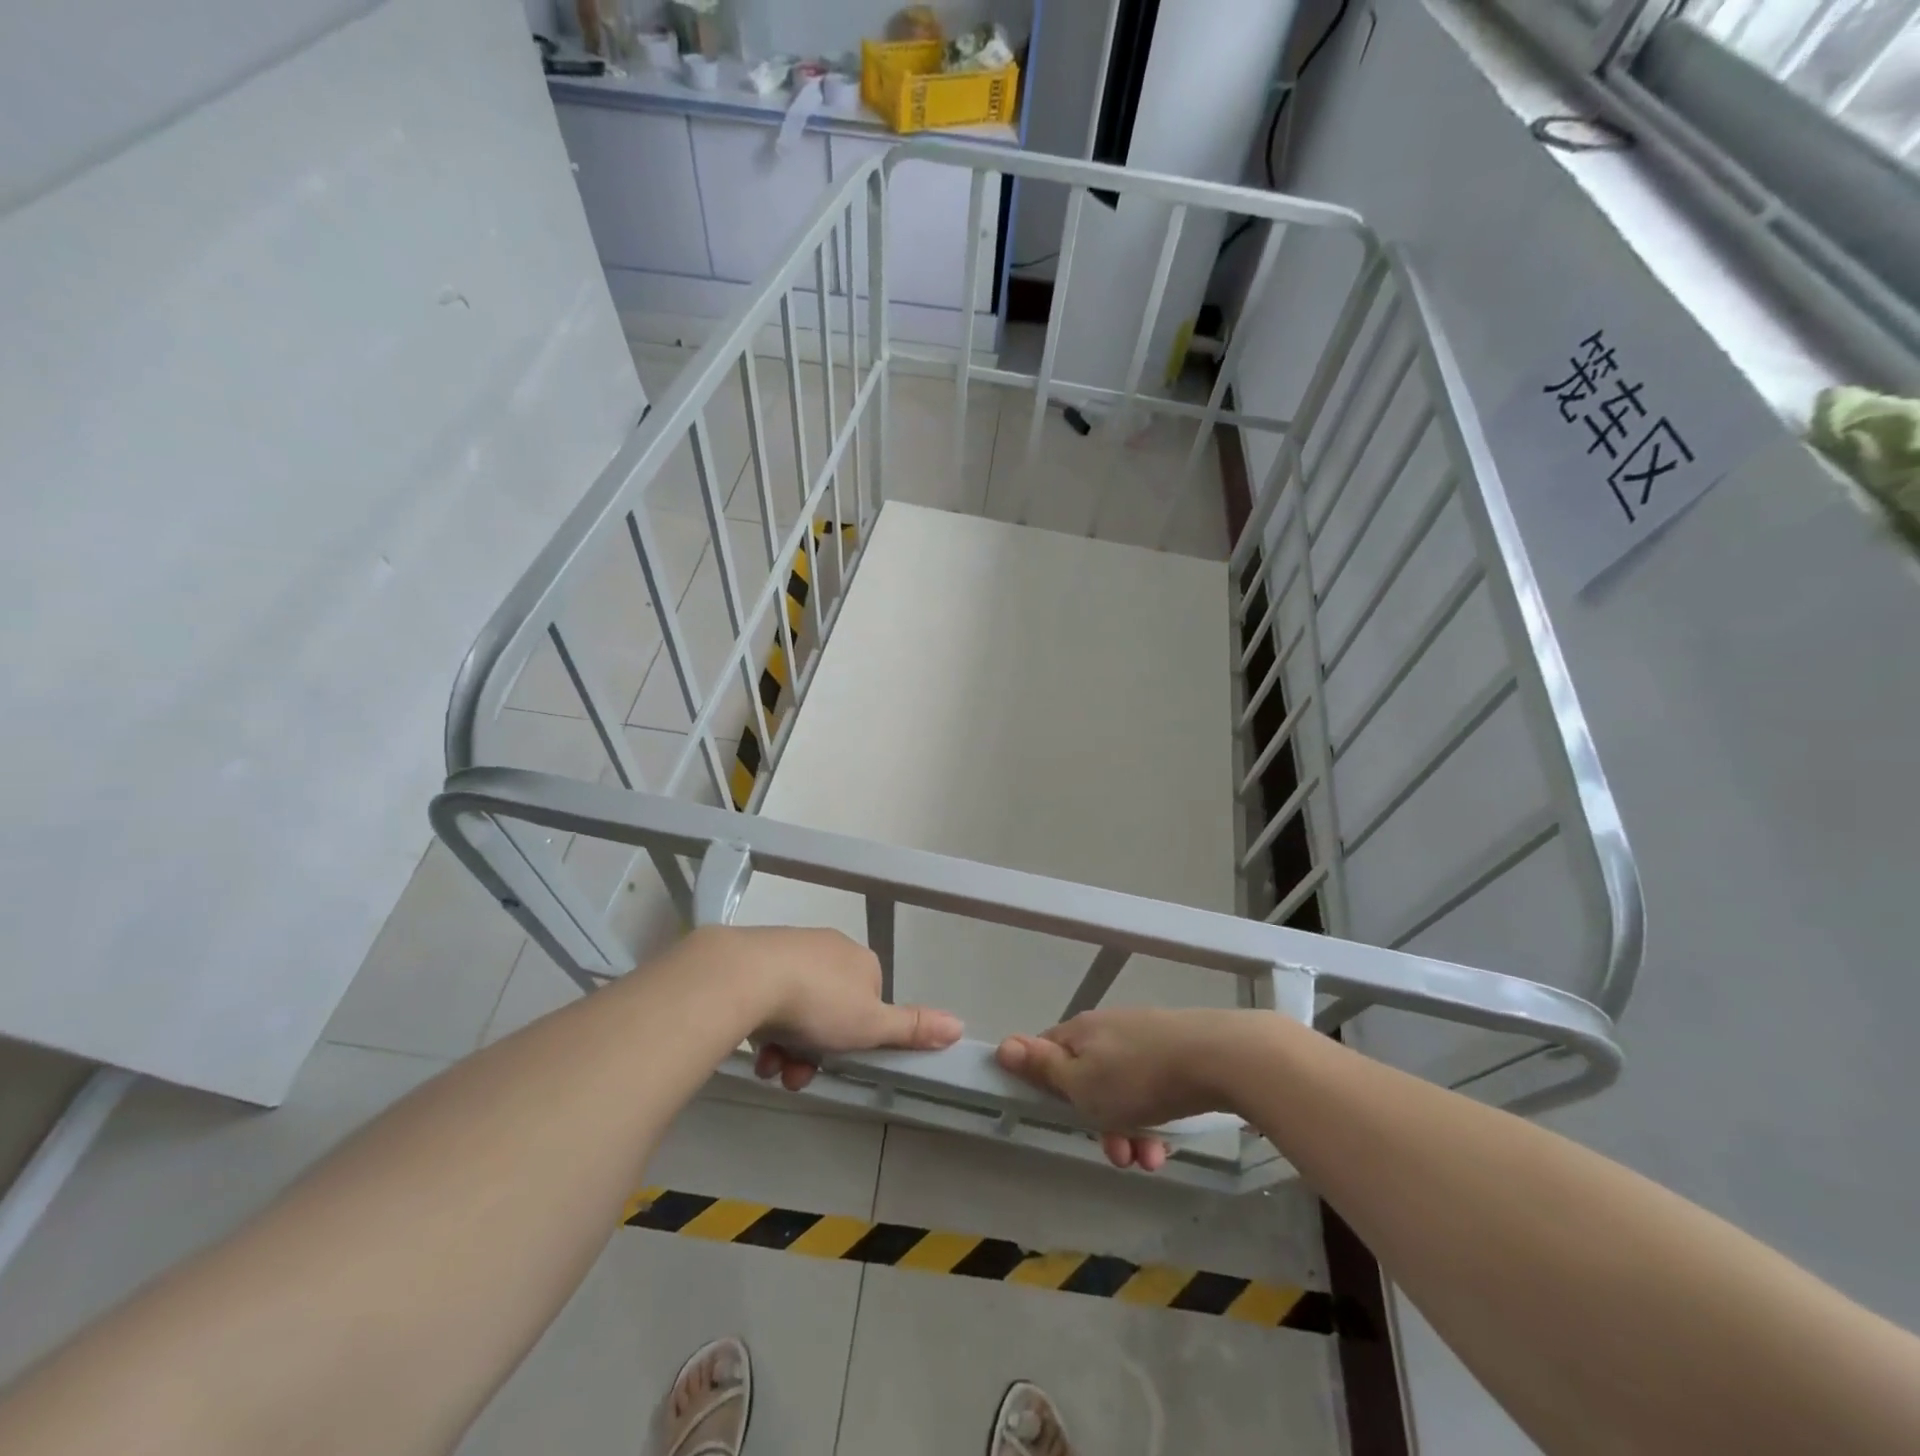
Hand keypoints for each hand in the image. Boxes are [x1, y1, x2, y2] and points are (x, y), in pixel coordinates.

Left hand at [687, 926, 962, 1091]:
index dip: (857, 1037)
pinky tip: (754, 1049)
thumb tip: (960, 1026)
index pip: (869, 1001)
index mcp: (861, 961)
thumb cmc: (819, 1002)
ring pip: (796, 1009)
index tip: (841, 1062)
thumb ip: (912, 1028)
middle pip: (830, 1010)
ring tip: (771, 1068)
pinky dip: (763, 1028)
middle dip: (816, 1050)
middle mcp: (828, 949)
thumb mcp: (872, 1025)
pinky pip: (766, 998)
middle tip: (797, 1075)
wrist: (747, 976)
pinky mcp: (753, 958)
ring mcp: (789, 951)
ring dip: (788, 1047)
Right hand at [996, 1008, 1230, 1171]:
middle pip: (1087, 1079)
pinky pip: (1151, 1089)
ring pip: (1122, 1091)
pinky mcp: (1175, 1051)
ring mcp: (1144, 1038)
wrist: (1217, 1056)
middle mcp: (1108, 1029)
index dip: (1045, 1084)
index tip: (1057, 1115)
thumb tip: (1003, 1045)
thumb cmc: (1138, 1076)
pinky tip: (1166, 1146)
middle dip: (1097, 1122)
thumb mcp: (1081, 1082)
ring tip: (1147, 1160)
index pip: (1047, 1051)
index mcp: (1080, 1032)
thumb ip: (1043, 1068)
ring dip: (1128, 1130)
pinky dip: (1153, 1119)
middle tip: (1114, 1153)